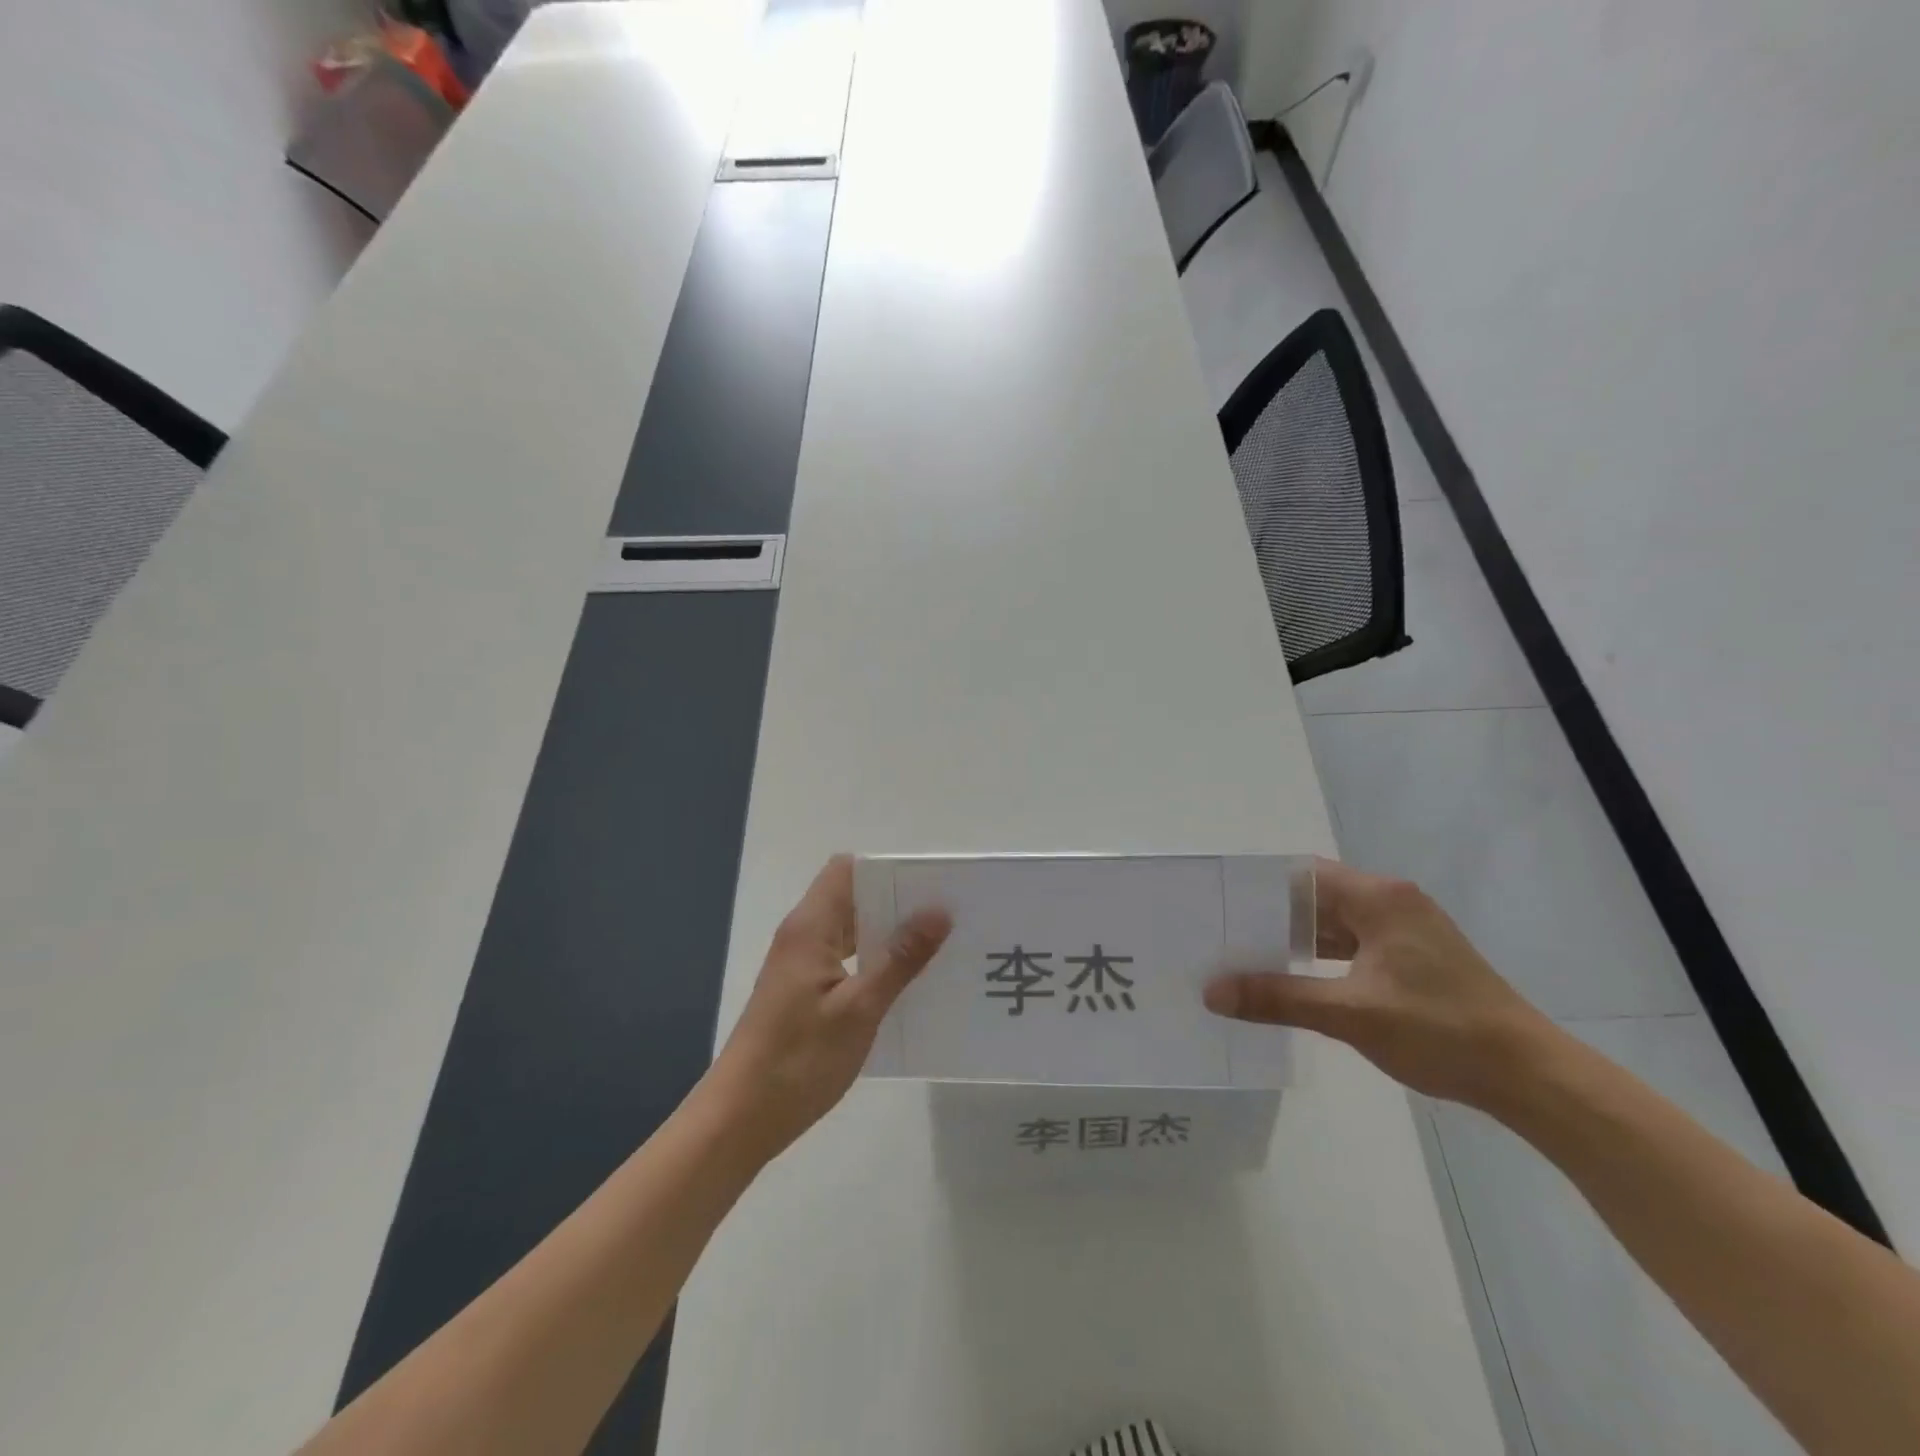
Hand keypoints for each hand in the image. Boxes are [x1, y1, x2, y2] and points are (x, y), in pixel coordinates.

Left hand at [704, 855, 951, 1162]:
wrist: (740, 1119)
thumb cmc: (798, 1060)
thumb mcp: (859, 1009)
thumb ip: (900, 959)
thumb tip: (938, 911)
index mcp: (810, 928)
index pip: (846, 870)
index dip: (886, 870)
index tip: (929, 884)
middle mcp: (803, 936)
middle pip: (851, 897)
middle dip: (896, 901)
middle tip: (947, 915)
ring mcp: (802, 965)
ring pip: (850, 930)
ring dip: (888, 933)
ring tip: (938, 945)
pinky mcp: (804, 992)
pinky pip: (845, 959)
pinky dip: (874, 961)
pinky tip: (907, 982)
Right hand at [1203, 858, 1553, 1108]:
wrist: (1530, 1076)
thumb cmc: (1441, 1031)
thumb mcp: (1351, 1013)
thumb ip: (1279, 998)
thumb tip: (1212, 993)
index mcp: (1378, 898)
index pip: (1301, 875)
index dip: (1258, 887)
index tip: (1217, 904)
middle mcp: (1390, 903)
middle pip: (1315, 897)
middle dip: (1269, 916)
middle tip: (1220, 933)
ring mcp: (1404, 931)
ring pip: (1333, 924)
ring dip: (1294, 940)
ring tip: (1243, 957)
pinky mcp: (1412, 957)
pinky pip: (1352, 945)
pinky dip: (1320, 958)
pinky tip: (1290, 979)